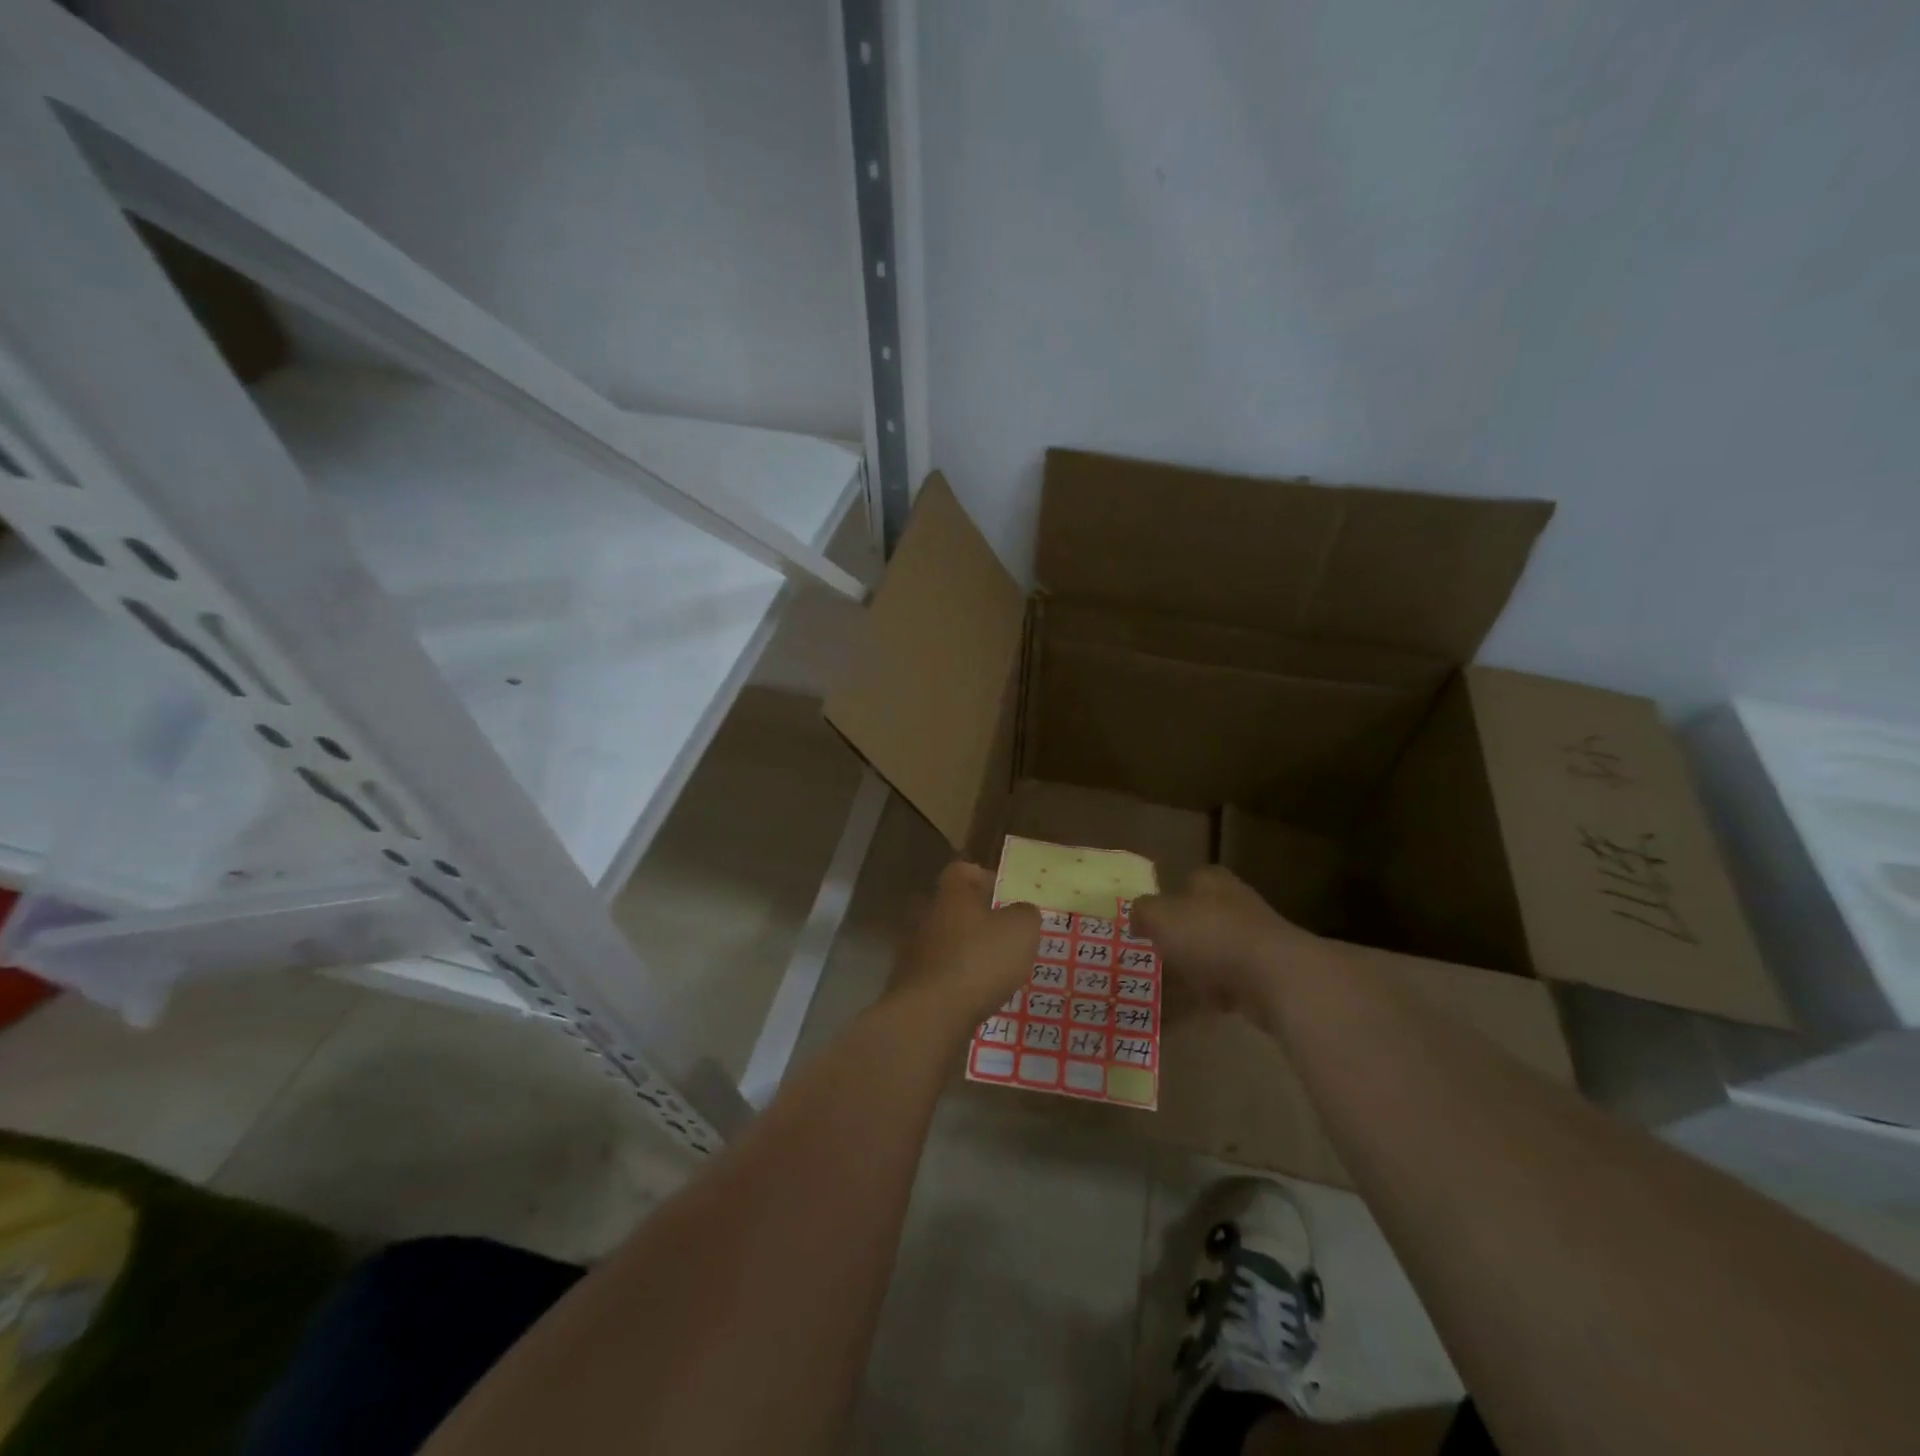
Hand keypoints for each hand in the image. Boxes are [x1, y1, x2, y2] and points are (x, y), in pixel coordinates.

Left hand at [888, 862, 1040, 1027]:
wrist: (930, 1013)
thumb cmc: (980, 960)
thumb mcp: (1021, 931)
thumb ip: (1025, 914)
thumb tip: (1021, 911)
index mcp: (953, 893)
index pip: (963, 870)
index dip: (984, 878)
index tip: (1004, 896)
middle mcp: (927, 913)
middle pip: (952, 906)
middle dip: (974, 918)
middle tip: (1001, 934)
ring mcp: (913, 948)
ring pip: (943, 939)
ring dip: (963, 950)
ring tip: (991, 969)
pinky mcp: (908, 981)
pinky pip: (936, 971)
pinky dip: (952, 978)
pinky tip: (972, 994)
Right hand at [1131, 867, 1323, 1021]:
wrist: (1272, 975)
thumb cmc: (1209, 935)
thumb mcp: (1159, 917)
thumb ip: (1142, 912)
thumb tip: (1137, 917)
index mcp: (1210, 880)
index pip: (1184, 881)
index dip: (1166, 902)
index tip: (1150, 926)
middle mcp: (1235, 901)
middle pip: (1200, 916)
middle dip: (1183, 936)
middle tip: (1161, 955)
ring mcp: (1255, 936)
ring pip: (1216, 948)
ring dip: (1201, 965)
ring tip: (1181, 982)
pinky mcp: (1267, 969)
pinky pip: (1233, 977)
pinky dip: (1219, 988)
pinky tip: (1207, 1001)